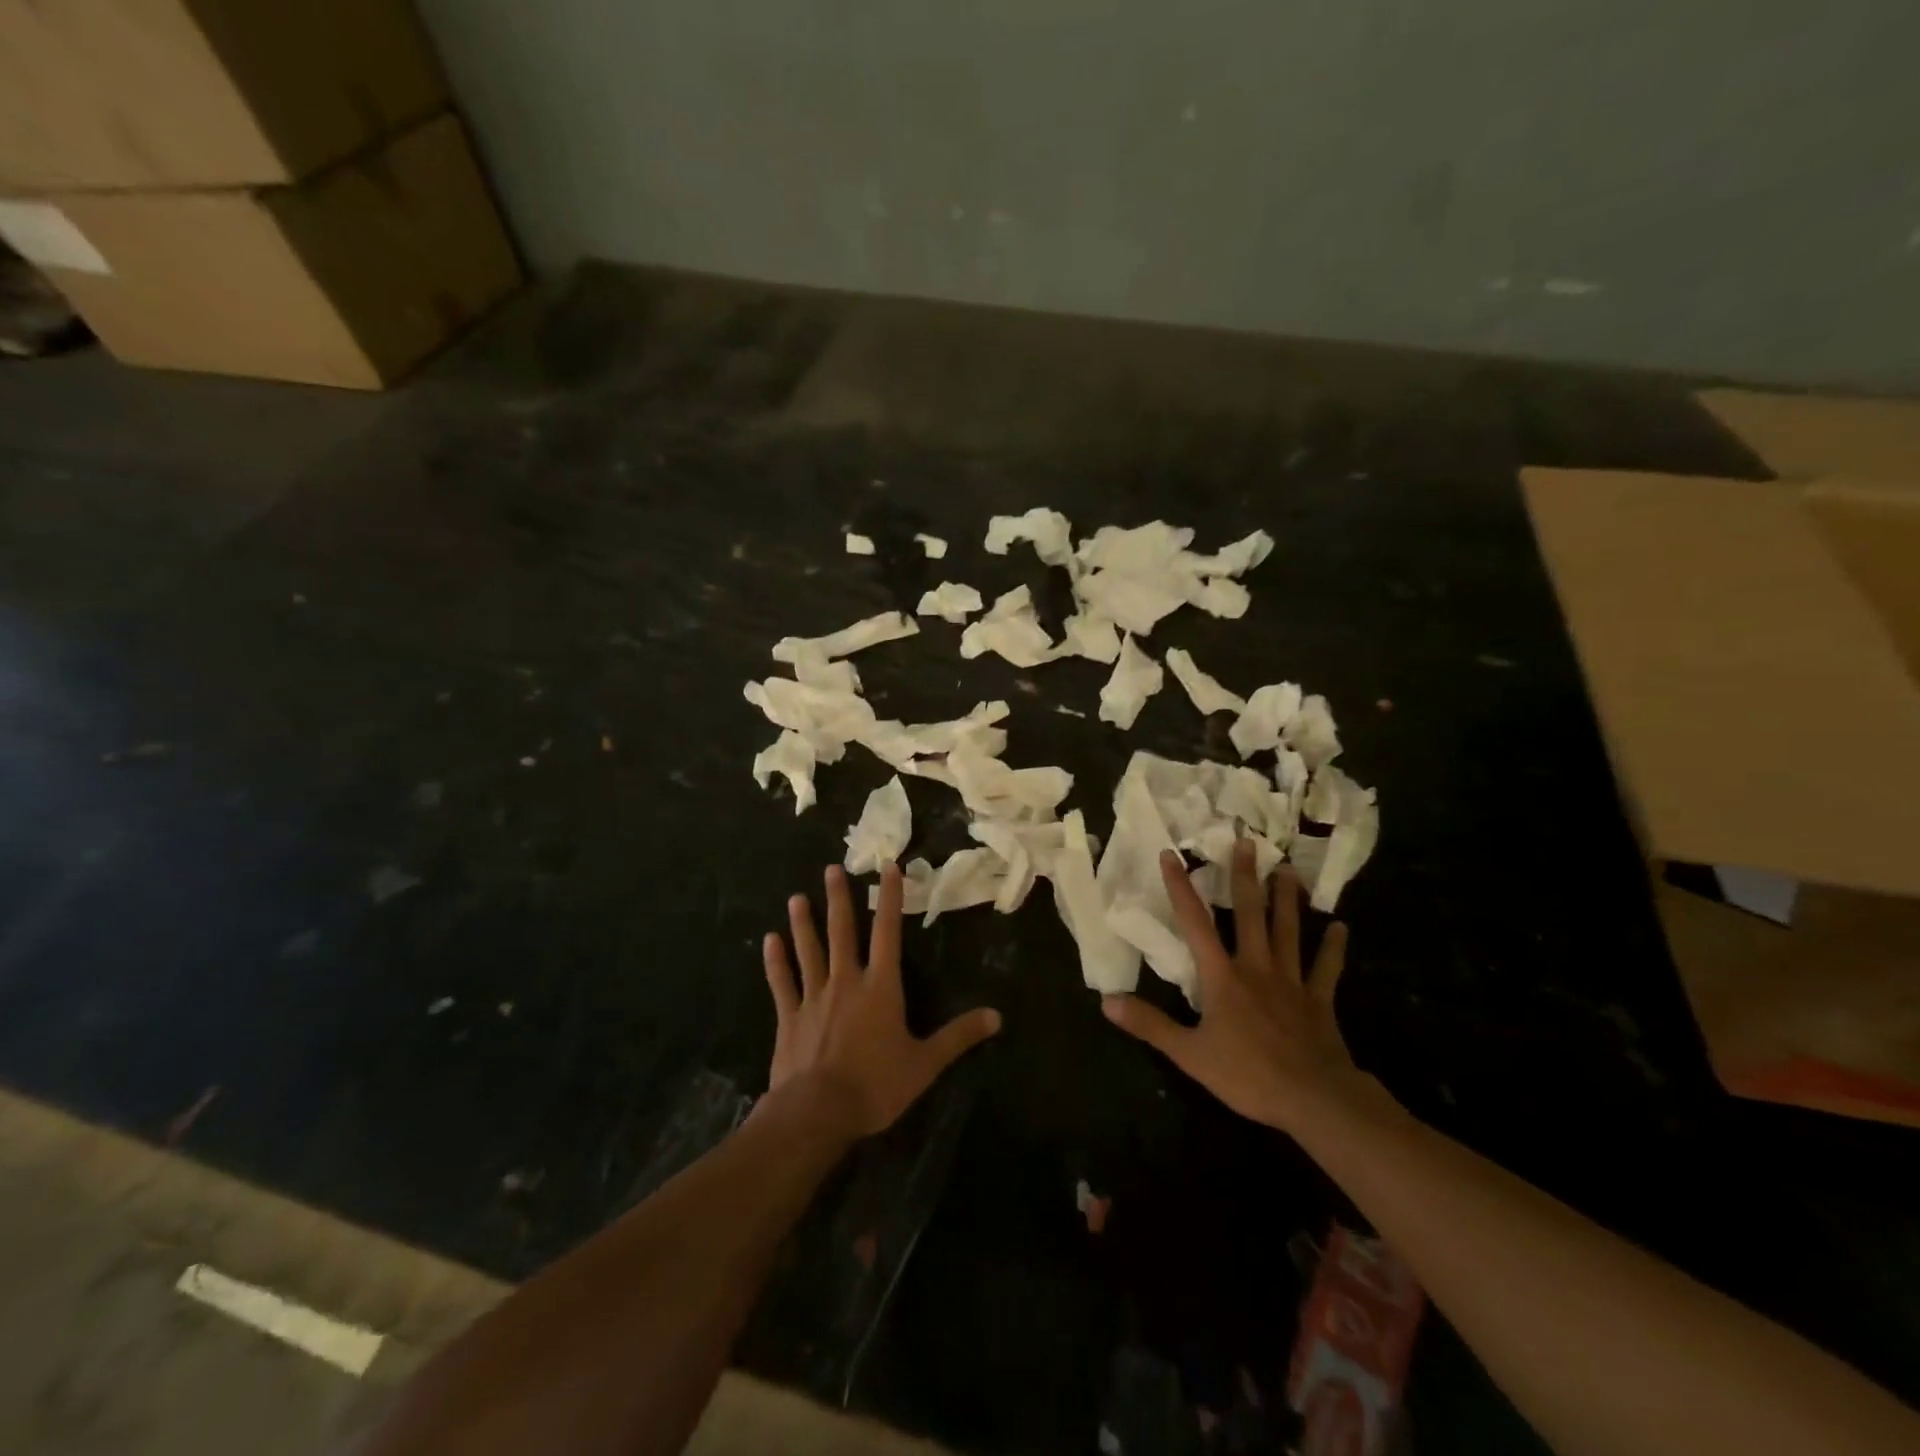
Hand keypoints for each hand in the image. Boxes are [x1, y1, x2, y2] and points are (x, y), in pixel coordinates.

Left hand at [763, 863, 1001, 1139]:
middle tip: (832, 869)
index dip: (891, 899)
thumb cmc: (876, 1085)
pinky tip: (769, 941)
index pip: (888, 933)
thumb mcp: (925, 1063)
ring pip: (809, 951)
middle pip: (842, 933)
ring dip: (803, 924)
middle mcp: (846, 982)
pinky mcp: (789, 1018)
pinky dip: (776, 961)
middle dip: (839, 899)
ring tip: (796, 898)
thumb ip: (958, 1037)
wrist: (818, 1112)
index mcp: (881, 987)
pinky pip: (781, 983)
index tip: (889, 868)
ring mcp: (814, 997)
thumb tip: (997, 1016)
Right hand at [1102, 841, 1369, 1136]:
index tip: (1172, 854)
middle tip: (1246, 842)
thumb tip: (1107, 1001)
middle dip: (1245, 877)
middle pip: (1250, 914)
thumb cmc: (1247, 1074)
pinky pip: (1326, 968)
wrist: (1313, 1098)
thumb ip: (1150, 1025)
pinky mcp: (1319, 1000)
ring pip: (1288, 931)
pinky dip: (1333, 948)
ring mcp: (1291, 981)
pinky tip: (1340, 927)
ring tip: (1288, 869)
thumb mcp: (1189, 1054)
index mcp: (1222, 977)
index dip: (1180, 888)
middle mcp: (1256, 967)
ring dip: (1287, 900)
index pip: (1195, 923)